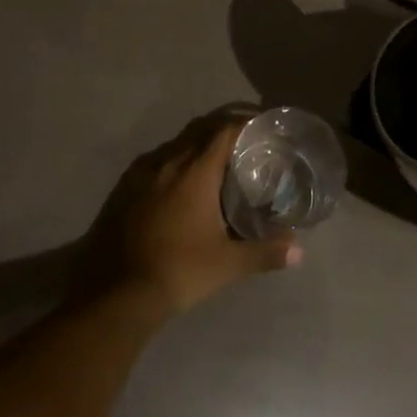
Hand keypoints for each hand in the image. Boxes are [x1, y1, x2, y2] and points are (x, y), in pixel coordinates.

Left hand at [74, 112, 301, 320]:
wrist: (117, 291)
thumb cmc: (179, 270)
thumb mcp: (227, 264)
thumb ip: (264, 253)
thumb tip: (299, 250)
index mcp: (196, 171)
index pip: (224, 131)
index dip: (243, 125)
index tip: (260, 128)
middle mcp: (170, 161)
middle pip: (200, 132)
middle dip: (222, 132)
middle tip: (243, 144)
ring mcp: (143, 172)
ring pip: (176, 146)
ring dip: (196, 147)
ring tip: (214, 164)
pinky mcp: (124, 187)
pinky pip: (156, 162)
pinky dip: (174, 163)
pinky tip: (178, 185)